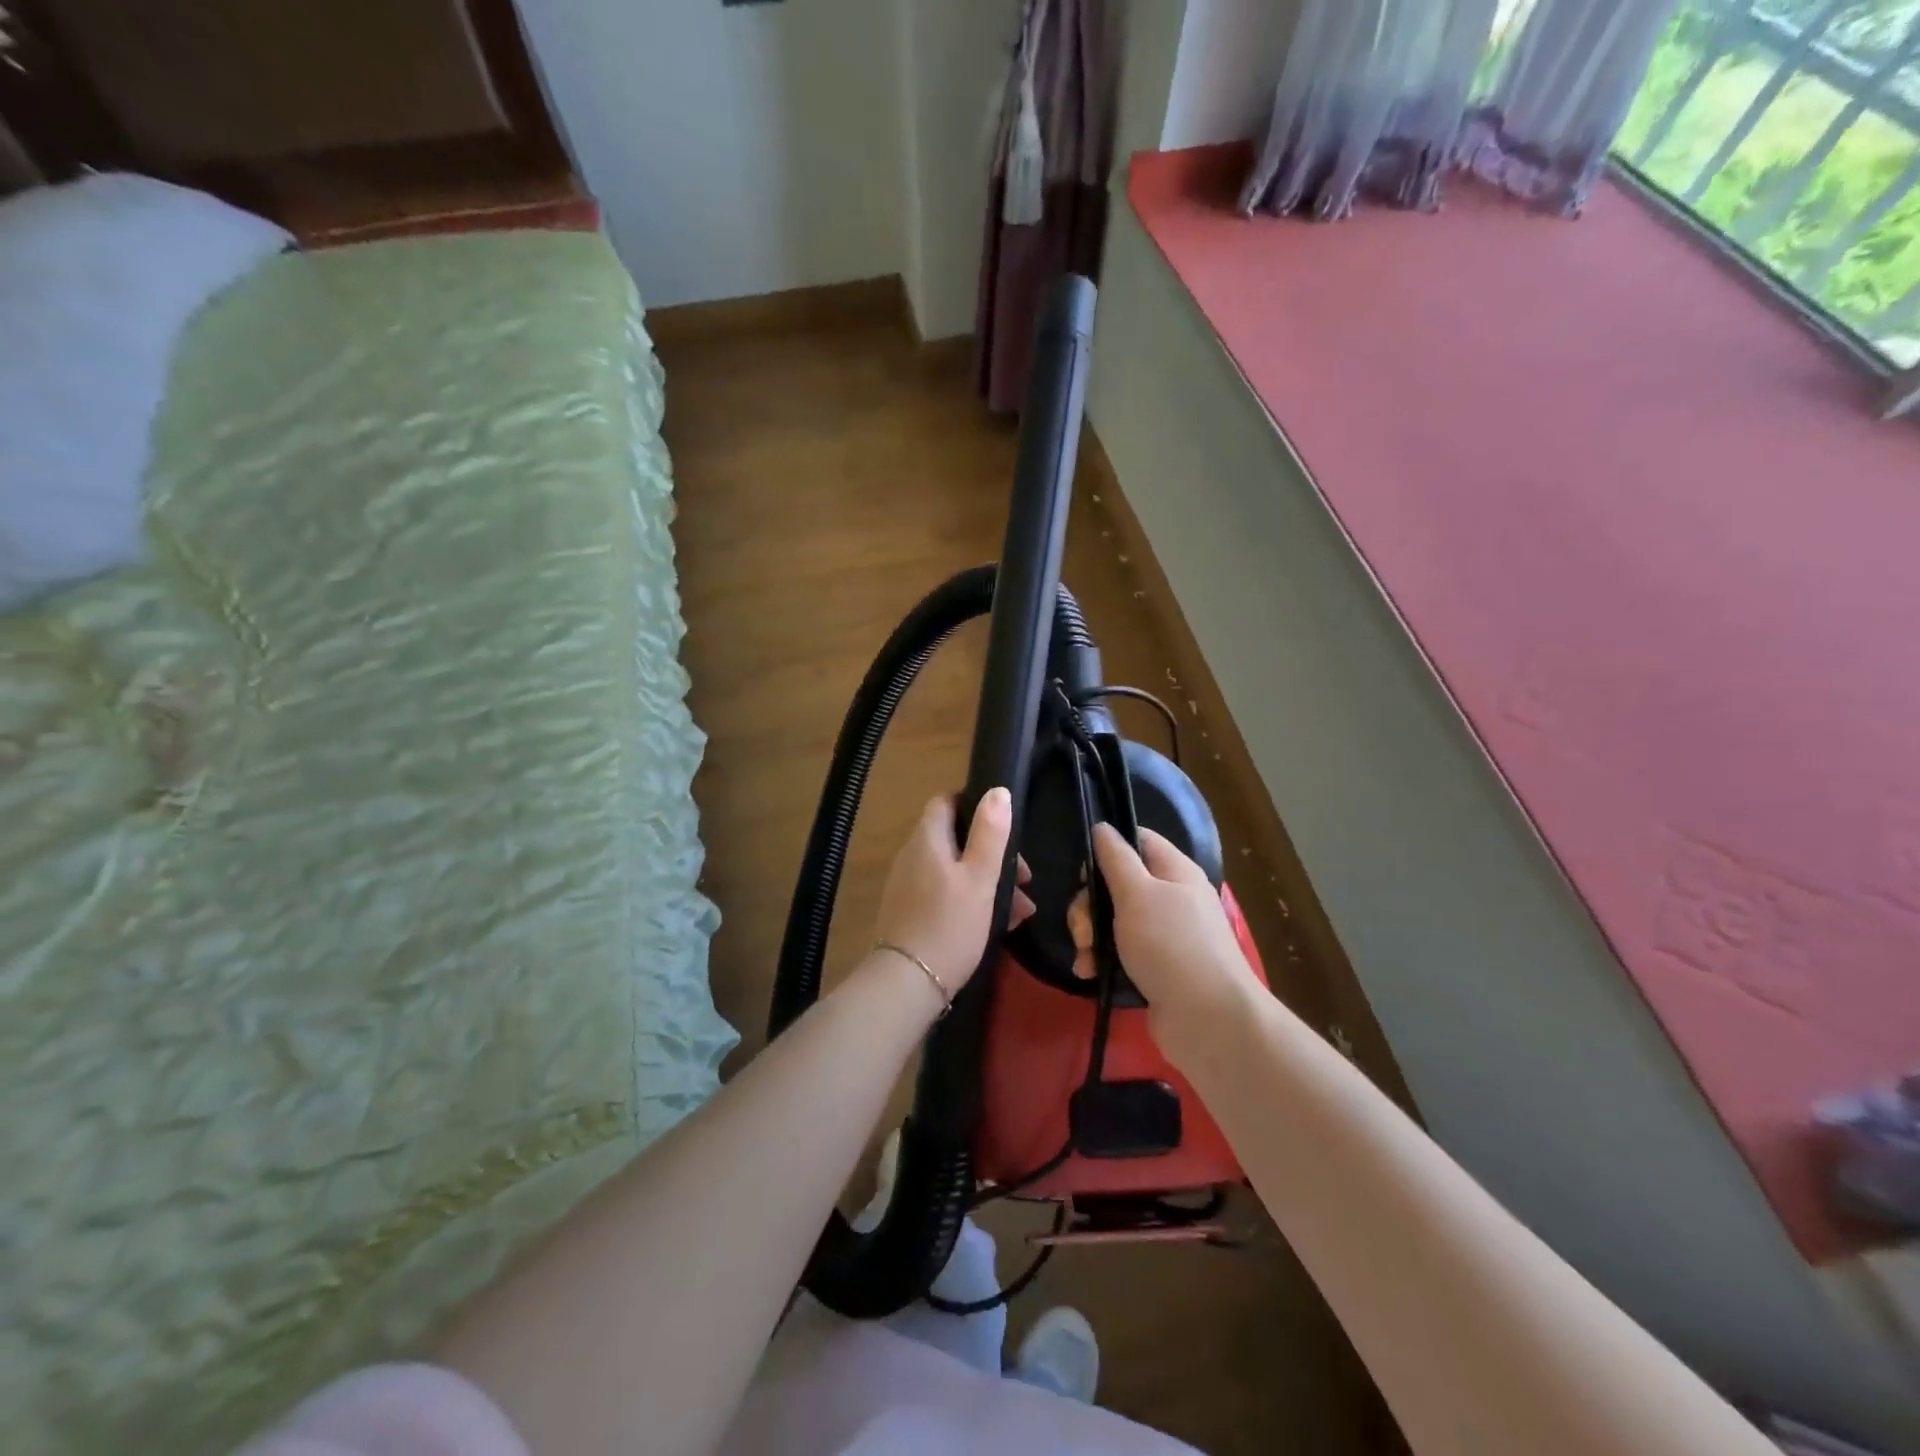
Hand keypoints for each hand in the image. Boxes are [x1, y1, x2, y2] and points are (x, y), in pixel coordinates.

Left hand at [872, 789, 1030, 995]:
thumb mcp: (979, 878)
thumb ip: (990, 834)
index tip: (1003, 826)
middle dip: (993, 854)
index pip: (945, 802)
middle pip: (956, 839)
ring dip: (989, 882)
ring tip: (1022, 909)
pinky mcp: (912, 912)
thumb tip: (997, 790)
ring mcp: (910, 885)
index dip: (974, 806)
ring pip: (956, 870)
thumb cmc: (949, 924)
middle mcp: (913, 856)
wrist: (908, 983)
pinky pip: (947, 894)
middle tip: (1024, 878)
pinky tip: (1002, 924)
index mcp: (927, 840)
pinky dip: (973, 901)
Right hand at [1091, 824, 1263, 1057]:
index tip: (1084, 873)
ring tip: (1085, 957)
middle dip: (1090, 905)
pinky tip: (1089, 973)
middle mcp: (1172, 898)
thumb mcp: (1137, 893)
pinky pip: (1120, 952)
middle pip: (1118, 884)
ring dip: (1091, 935)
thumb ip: (1115, 858)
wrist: (1208, 1020)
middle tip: (1082, 929)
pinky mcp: (1156, 968)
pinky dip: (1102, 959)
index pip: (1138, 841)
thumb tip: (1102, 827)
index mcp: (1175, 871)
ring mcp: (1165, 935)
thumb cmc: (1171, 945)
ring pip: (1114, 920)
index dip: (1108, 849)